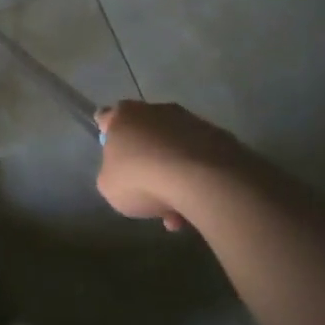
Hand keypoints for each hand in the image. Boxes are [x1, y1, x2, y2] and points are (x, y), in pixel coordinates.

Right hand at [94, 100, 242, 231]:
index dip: (107, 134)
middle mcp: (156, 110)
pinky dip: (196, 180)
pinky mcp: (218, 136)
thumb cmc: (142, 179)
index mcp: (123, 116)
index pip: (106, 117)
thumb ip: (112, 174)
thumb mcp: (109, 187)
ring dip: (173, 176)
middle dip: (145, 160)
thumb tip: (124, 174)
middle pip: (144, 134)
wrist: (201, 180)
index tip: (112, 153)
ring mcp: (190, 121)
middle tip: (146, 191)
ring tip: (176, 213)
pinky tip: (196, 209)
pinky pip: (199, 160)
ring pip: (174, 151)